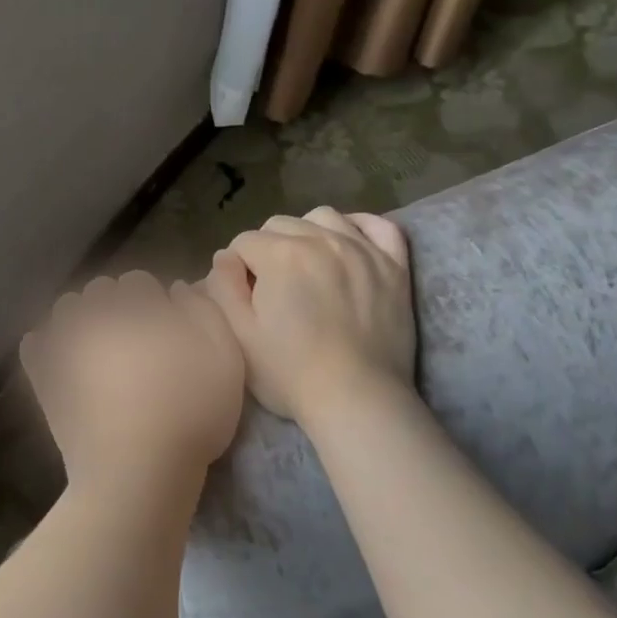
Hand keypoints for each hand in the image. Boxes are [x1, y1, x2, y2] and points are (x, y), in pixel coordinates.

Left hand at [21, 272, 244, 498]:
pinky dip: (45, 346)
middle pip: (100, 291)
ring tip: (98, 347)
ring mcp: (65, 345)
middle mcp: (97, 315)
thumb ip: (205, 313)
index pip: (138, 281)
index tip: (163, 326)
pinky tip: (60, 359)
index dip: (152, 301)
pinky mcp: (44, 376)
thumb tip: (179, 288)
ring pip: (66, 310)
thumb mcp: (225, 360)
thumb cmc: (190, 415)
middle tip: (133, 338)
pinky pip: (35, 345)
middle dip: (116, 305)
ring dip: (81, 318)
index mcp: (139, 307)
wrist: (136, 472)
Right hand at [204, 207, 414, 422]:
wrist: (358, 399)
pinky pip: (379, 226)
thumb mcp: (238, 334)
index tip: (244, 297)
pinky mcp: (394, 266)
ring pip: (323, 217)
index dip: (237, 269)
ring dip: (307, 233)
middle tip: (273, 287)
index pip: (243, 243)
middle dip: (267, 249)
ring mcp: (363, 249)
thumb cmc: (290, 372)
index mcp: (280, 255)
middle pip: (280, 225)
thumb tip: (225, 257)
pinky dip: (360, 226)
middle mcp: (321, 239)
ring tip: (307, 265)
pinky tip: (349, 243)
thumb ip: (222, 286)